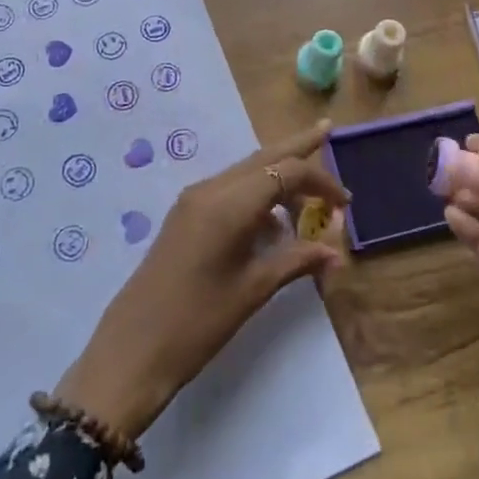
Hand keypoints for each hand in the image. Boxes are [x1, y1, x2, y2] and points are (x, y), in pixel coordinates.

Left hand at [54, 120, 347, 438]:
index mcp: (229, 203)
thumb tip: (336, 252)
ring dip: (278, 173)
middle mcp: (210, 189)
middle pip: (263, 156)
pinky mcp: (185, 215)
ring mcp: (194, 200)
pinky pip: (230, 189)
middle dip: (297, 145)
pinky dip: (257, 193)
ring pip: (245, 171)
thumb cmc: (198, 323)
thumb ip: (296, 261)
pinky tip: (273, 220)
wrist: (131, 351)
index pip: (285, 172)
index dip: (320, 182)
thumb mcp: (253, 291)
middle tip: (327, 128)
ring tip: (310, 190)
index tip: (346, 204)